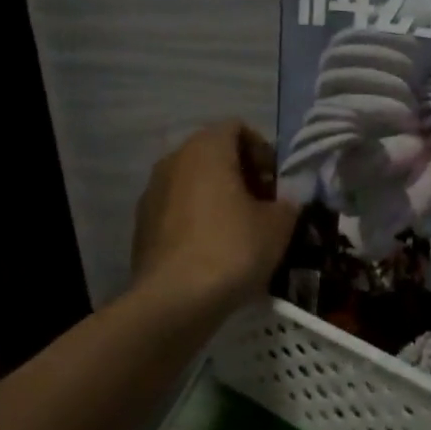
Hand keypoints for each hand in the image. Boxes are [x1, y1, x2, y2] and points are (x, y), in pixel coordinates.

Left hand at [131, 121, 297, 311]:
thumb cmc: (232, 248)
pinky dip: (198, 218)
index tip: (276, 183)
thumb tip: (286, 200)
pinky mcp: (142, 225)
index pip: (237, 128)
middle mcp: (174, 160)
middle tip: (264, 206)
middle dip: (242, 174)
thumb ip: (288, 202)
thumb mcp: (278, 224)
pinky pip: (178, 208)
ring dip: (219, 196)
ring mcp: (152, 192)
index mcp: (206, 148)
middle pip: (214, 153)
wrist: (174, 301)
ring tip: (241, 230)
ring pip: (194, 181)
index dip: (263, 151)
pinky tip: (215, 250)